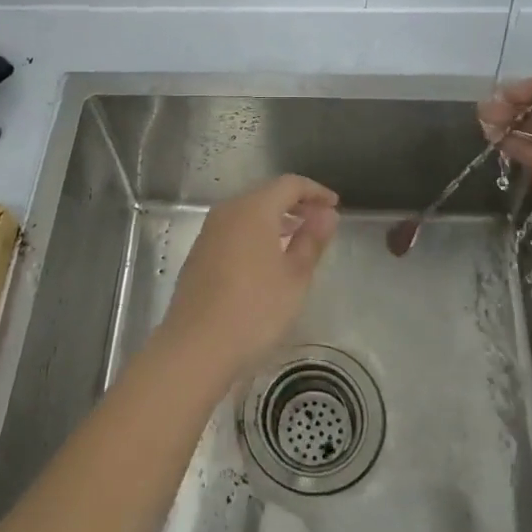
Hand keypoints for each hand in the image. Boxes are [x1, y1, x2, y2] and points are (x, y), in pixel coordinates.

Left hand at [160, 174, 339, 383]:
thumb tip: (327, 214)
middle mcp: (227, 211)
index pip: (289, 184)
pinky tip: (268, 260)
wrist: (196, 347)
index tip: (335, 205)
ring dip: (276, 220)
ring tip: (298, 241)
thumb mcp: (295, 277)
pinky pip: (234, 231)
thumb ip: (312, 240)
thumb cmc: (255, 309)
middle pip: (266, 195)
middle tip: (320, 224)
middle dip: (296, 205)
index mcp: (253, 209)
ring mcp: (209, 232)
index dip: (315, 191)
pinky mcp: (199, 254)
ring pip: (248, 213)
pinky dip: (256, 234)